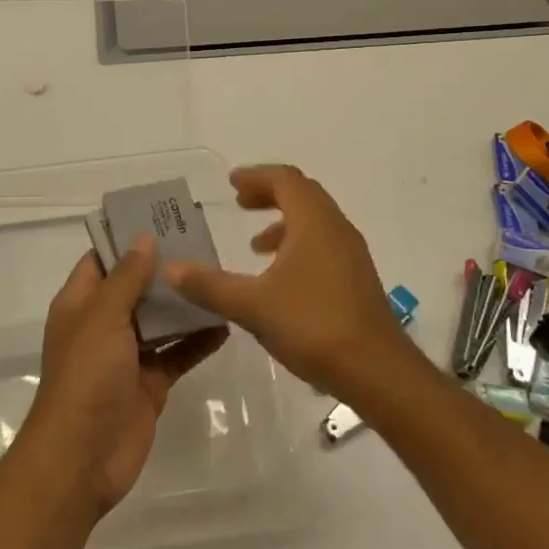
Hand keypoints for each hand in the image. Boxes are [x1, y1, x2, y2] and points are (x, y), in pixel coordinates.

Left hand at [20, 235, 228, 517]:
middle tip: (203, 243)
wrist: (83, 457)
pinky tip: (225, 323)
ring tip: (219, 275)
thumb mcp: (104, 317)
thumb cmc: (86, 377)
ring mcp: (127, 356)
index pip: (102, 259)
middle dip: (164, 268)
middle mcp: (103, 325)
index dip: (127, 238)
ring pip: (159, 320)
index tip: (162, 218)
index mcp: (81, 304)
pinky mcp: (150, 383)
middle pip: (136, 287)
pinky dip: (198, 341)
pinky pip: (177, 354)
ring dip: (184, 303)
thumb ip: (126, 277)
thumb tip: (144, 237)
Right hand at [166, 164, 414, 400]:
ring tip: (255, 246)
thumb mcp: (252, 306)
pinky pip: (323, 245)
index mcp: (314, 222)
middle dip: (269, 194)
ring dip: (283, 223)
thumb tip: (170, 268)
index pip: (285, 180)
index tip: (231, 184)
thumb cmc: (314, 325)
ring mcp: (351, 255)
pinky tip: (280, 280)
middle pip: (302, 194)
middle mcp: (336, 229)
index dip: (256, 177)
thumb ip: (210, 286)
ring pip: (314, 222)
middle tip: (239, 203)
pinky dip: (297, 246)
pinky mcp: (357, 280)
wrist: (378, 372)